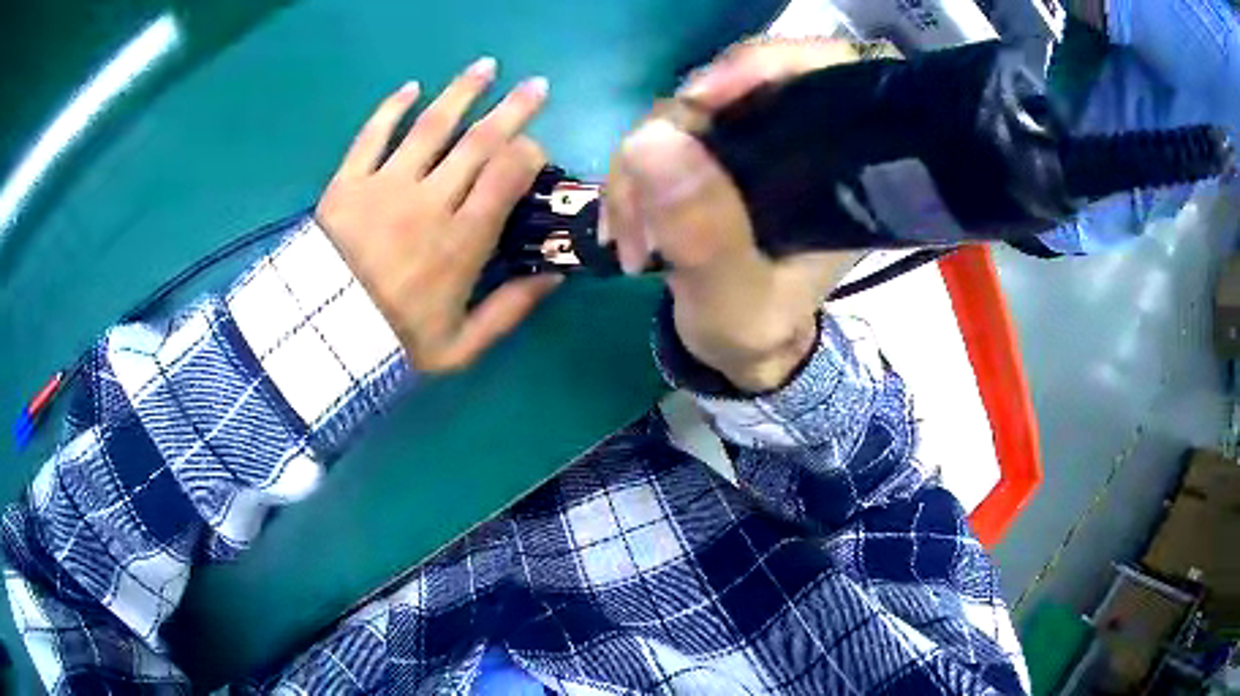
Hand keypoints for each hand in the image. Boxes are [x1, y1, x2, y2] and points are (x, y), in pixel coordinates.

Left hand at [317, 58, 559, 372]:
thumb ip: (510, 311)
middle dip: (514, 109)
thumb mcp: (461, 346)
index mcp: (462, 240)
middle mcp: (430, 200)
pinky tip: (411, 87)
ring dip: (463, 91)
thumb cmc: (393, 343)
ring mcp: (386, 185)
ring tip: (487, 66)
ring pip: (432, 125)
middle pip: (480, 141)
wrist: (323, 343)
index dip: (530, 152)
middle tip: (537, 86)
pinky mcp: (348, 182)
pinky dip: (391, 108)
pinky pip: (372, 135)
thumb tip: (555, 276)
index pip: (508, 174)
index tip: (536, 149)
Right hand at [603, 39, 866, 391]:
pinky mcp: (711, 153)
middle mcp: (798, 140)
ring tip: (631, 241)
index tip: (700, 98)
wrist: (737, 347)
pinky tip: (623, 227)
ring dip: (639, 169)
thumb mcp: (736, 302)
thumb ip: (705, 235)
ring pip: (684, 112)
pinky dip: (632, 177)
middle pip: (734, 85)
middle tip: (641, 211)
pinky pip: (660, 138)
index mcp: (836, 167)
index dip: (765, 64)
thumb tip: (651, 140)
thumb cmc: (757, 329)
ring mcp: (749, 142)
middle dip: (672, 137)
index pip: (824, 72)